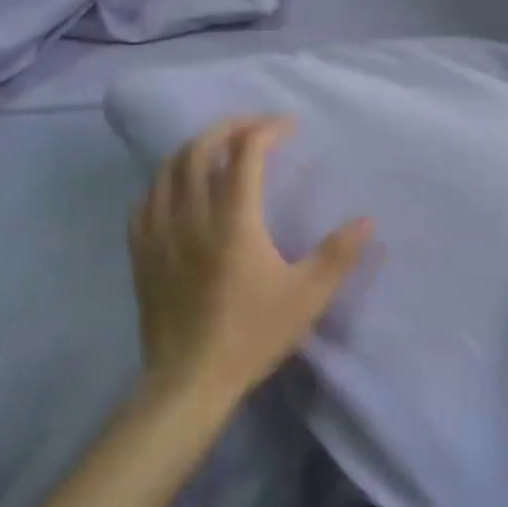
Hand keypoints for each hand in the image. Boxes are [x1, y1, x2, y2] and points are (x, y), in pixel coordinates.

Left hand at [128, 115, 372, 411]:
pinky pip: (145, 201)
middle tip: (253, 126)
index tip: (289, 126)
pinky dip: (163, 182)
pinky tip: (175, 190)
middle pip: (200, 149)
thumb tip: (367, 221)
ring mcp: (160, 232)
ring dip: (194, 148)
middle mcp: (192, 215)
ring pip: (167, 169)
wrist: (189, 381)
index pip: (246, 153)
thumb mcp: (306, 297)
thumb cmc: (251, 335)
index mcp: (234, 220)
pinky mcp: (141, 253)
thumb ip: (337, 255)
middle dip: (228, 127)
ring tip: (216, 148)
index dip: (268, 130)